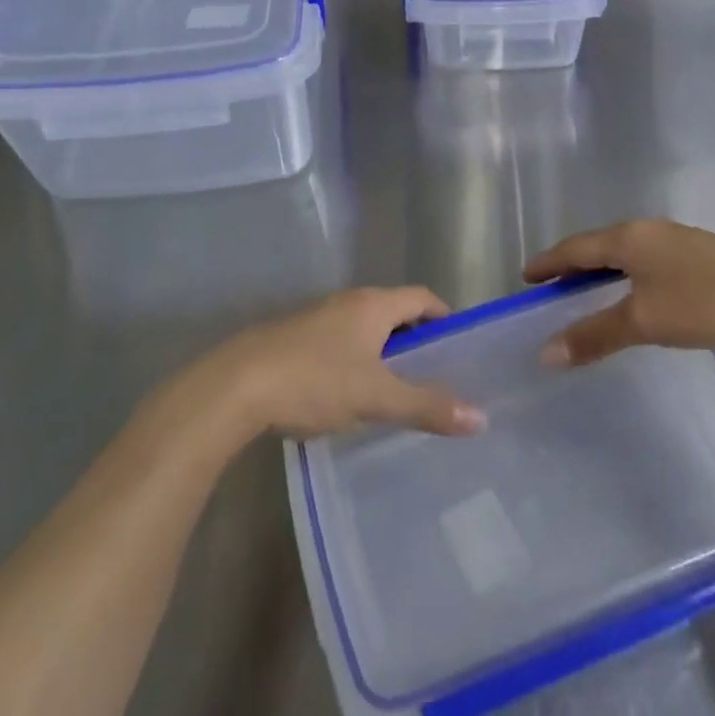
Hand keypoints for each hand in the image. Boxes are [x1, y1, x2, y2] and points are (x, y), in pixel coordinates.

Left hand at [213, 288, 486, 439]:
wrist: (234, 387)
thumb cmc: (314, 381)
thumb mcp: (376, 397)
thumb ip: (427, 406)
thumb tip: (480, 418)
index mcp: (371, 305)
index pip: (421, 297)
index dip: (443, 316)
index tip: (459, 345)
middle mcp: (345, 302)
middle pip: (392, 310)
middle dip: (414, 338)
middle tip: (432, 373)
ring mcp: (315, 318)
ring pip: (362, 328)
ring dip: (382, 350)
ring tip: (393, 387)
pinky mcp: (291, 338)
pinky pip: (336, 342)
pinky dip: (353, 359)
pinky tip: (347, 394)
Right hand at [523, 219, 714, 366]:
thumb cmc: (704, 303)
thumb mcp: (643, 322)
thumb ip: (594, 335)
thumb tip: (545, 353)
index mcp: (628, 237)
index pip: (574, 247)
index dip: (548, 263)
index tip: (526, 277)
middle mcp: (649, 230)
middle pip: (598, 245)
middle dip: (572, 265)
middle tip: (552, 288)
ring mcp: (677, 240)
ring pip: (625, 252)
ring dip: (601, 271)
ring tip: (587, 293)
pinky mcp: (700, 254)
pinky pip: (646, 260)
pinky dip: (627, 275)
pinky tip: (636, 294)